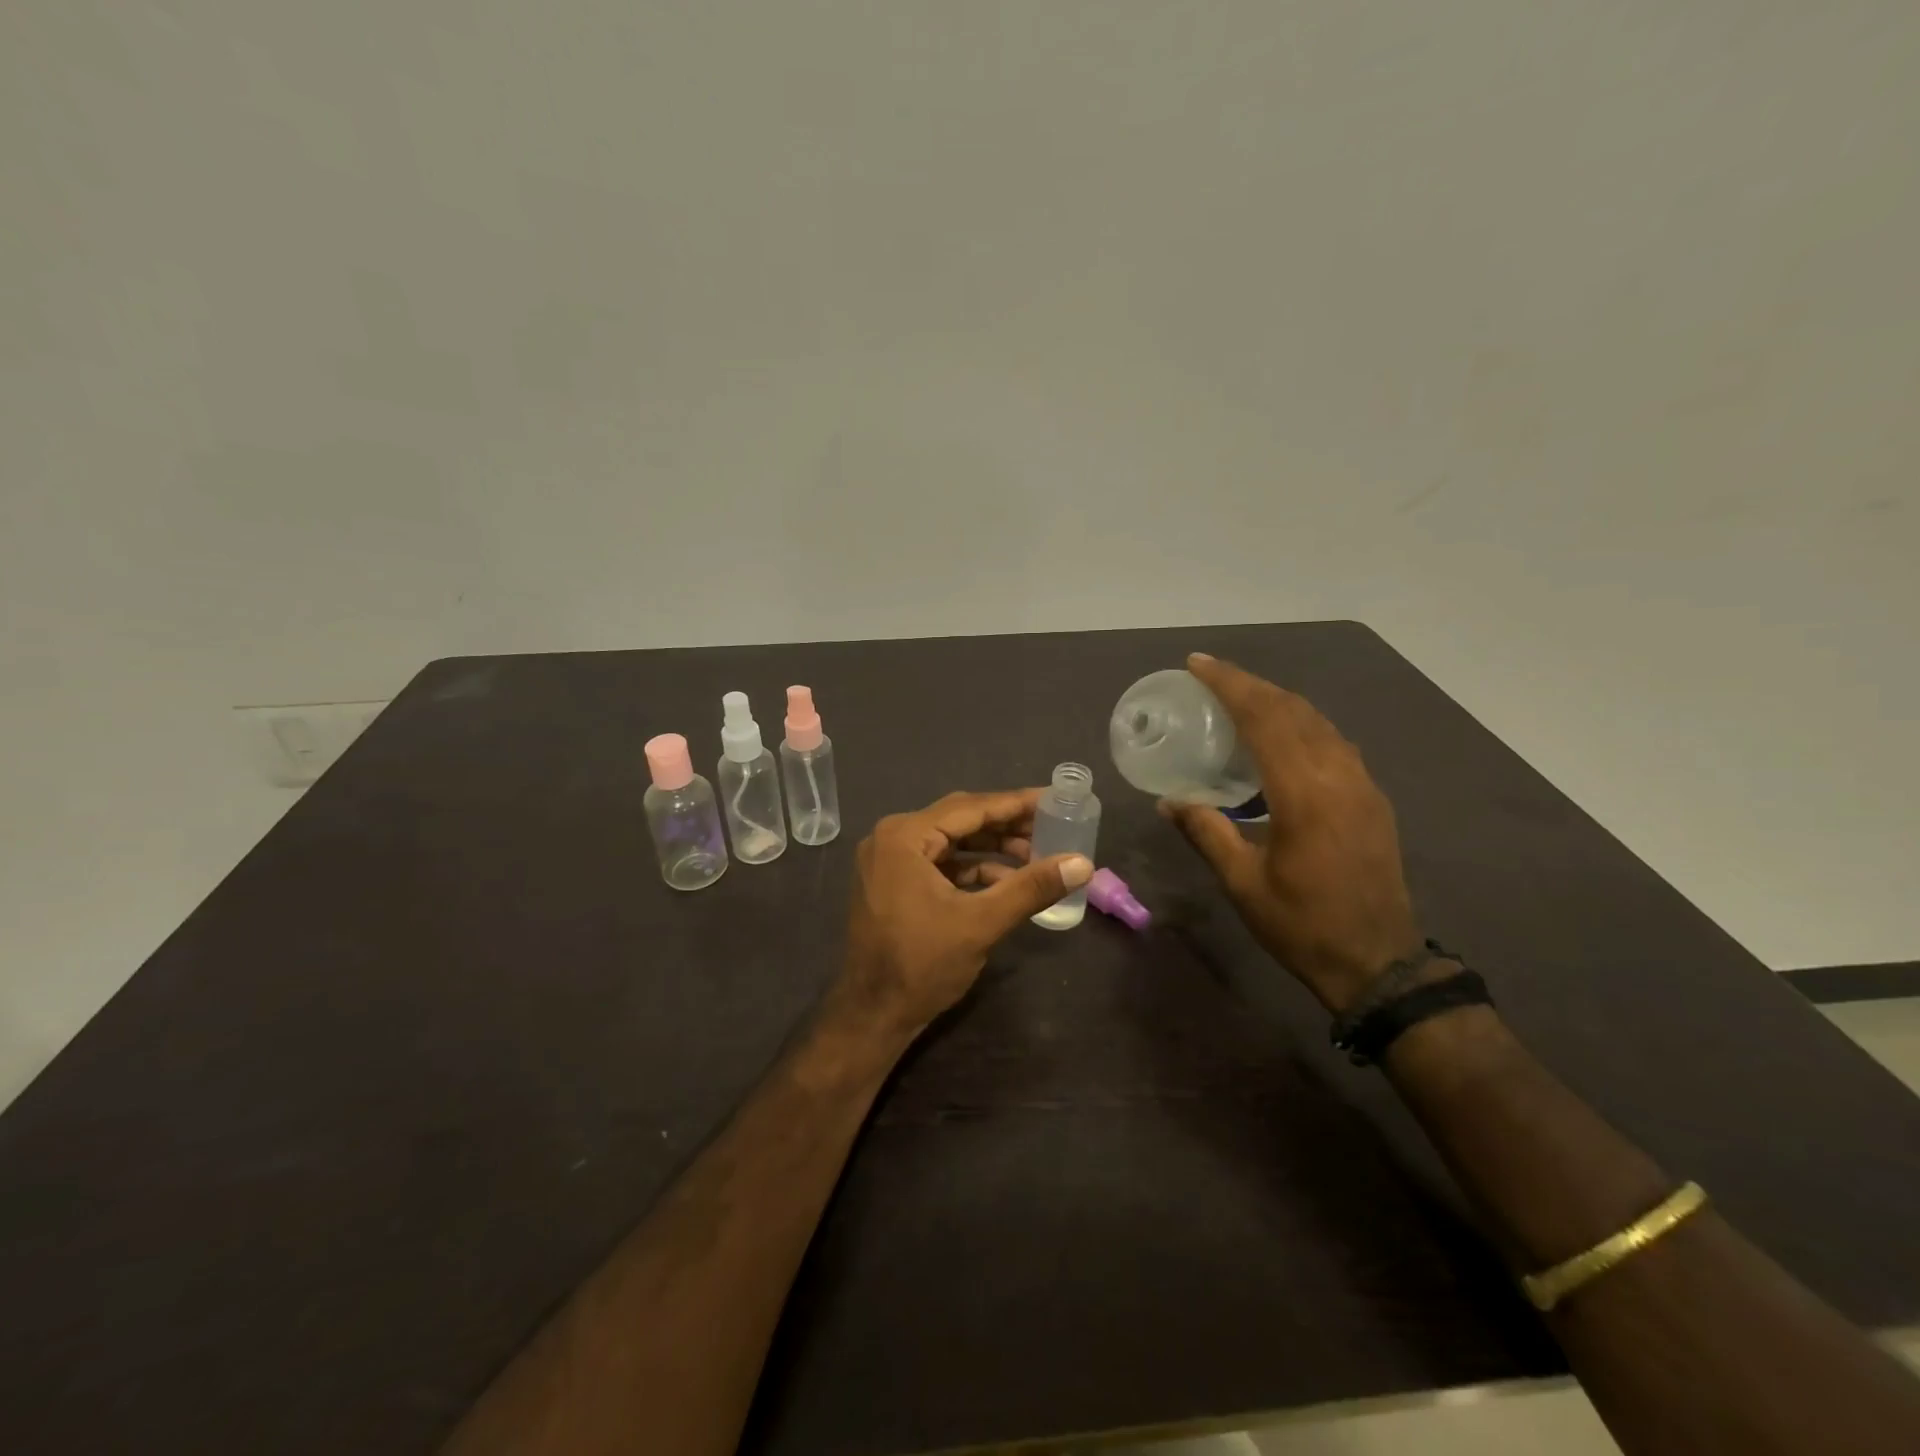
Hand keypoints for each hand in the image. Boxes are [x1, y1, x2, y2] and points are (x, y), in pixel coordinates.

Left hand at [835, 789, 1093, 1041]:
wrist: (872, 1016)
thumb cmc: (922, 965)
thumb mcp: (982, 923)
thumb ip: (1031, 887)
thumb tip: (1082, 863)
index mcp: (904, 836)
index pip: (970, 807)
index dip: (1016, 803)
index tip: (1055, 799)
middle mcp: (892, 838)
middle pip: (960, 820)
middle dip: (1006, 825)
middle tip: (1052, 826)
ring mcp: (889, 861)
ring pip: (951, 842)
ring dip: (991, 848)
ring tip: (1036, 856)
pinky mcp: (893, 882)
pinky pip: (939, 863)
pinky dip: (971, 869)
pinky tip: (1006, 880)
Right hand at [1162, 653, 1421, 1012]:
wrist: (1377, 963)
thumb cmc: (1302, 924)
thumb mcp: (1242, 881)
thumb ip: (1206, 831)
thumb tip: (1168, 802)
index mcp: (1303, 792)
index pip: (1263, 718)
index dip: (1229, 685)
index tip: (1198, 665)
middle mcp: (1338, 775)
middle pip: (1292, 709)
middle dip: (1250, 684)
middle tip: (1211, 675)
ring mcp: (1361, 784)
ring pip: (1318, 721)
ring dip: (1277, 701)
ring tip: (1240, 698)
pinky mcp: (1371, 798)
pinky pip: (1333, 741)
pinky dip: (1301, 724)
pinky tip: (1281, 737)